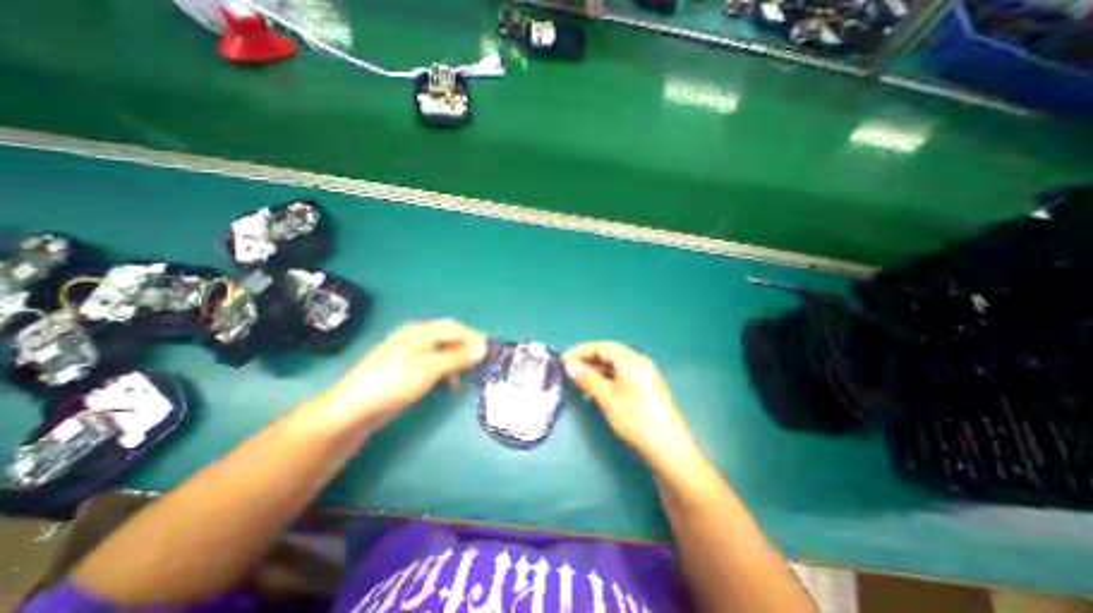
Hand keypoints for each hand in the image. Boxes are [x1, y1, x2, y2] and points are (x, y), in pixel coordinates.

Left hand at [300, 321, 483, 430]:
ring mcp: (411, 352)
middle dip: (467, 347)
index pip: (455, 328)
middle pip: (449, 336)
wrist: (355, 409)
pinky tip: (450, 382)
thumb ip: (457, 357)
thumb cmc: (393, 383)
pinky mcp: (408, 368)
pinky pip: (435, 362)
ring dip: (457, 359)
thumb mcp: (429, 368)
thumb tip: (483, 348)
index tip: (491, 350)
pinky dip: (447, 369)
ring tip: (466, 376)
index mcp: (420, 331)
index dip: (474, 337)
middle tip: (482, 361)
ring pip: (443, 350)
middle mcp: (417, 337)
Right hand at [563, 342, 700, 471]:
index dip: (580, 351)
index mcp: (631, 360)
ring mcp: (645, 375)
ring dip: (596, 370)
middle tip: (569, 371)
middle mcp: (639, 362)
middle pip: (609, 354)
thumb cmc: (635, 419)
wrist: (669, 450)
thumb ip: (587, 378)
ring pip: (615, 366)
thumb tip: (569, 364)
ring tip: (579, 381)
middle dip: (588, 360)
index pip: (602, 346)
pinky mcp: (646, 389)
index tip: (562, 361)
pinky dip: (607, 379)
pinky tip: (597, 390)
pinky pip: (622, 376)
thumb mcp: (607, 397)